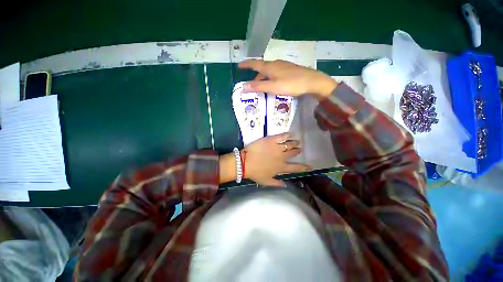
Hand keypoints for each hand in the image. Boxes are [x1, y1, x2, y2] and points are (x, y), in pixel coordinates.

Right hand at [238, 59, 337, 99]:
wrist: (311, 82)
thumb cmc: (291, 84)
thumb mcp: (273, 87)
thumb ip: (258, 87)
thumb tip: (243, 86)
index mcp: (270, 67)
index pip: (255, 64)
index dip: (246, 65)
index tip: (239, 66)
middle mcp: (276, 64)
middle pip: (262, 68)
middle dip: (255, 75)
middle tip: (251, 84)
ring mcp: (284, 66)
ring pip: (269, 71)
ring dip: (263, 78)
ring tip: (261, 86)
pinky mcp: (290, 70)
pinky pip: (276, 72)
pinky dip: (271, 78)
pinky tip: (274, 84)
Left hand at [244, 133, 310, 186]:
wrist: (245, 162)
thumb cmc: (255, 173)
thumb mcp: (266, 181)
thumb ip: (277, 183)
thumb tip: (285, 185)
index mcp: (281, 168)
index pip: (295, 168)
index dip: (304, 167)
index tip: (310, 166)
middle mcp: (282, 157)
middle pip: (293, 153)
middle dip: (298, 150)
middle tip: (299, 148)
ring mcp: (277, 148)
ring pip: (290, 144)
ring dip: (295, 143)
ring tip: (297, 141)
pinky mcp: (272, 140)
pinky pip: (282, 136)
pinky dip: (288, 134)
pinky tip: (291, 133)